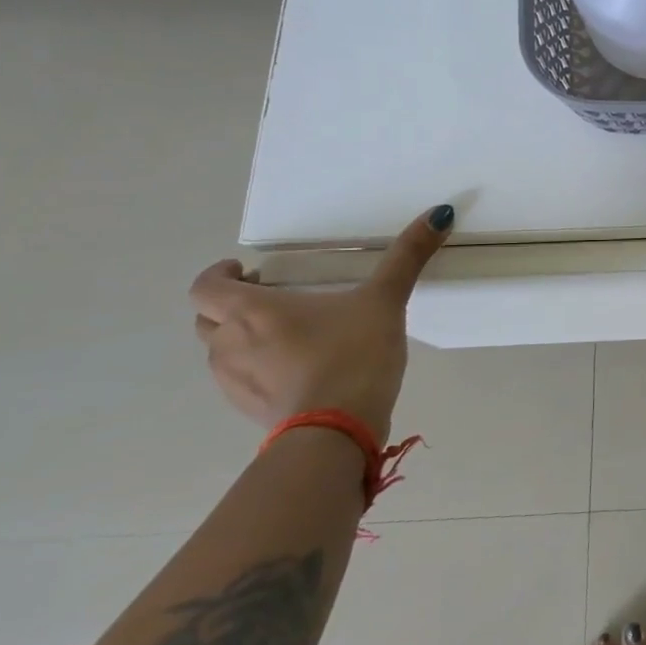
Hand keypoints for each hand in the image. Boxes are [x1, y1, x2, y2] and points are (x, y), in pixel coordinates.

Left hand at [188, 206, 455, 443]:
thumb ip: (408, 257)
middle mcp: (230, 344)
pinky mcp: (249, 412)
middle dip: (231, 306)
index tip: (248, 271)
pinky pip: (240, 382)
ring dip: (240, 340)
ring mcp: (234, 383)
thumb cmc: (352, 354)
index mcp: (253, 310)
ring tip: (286, 337)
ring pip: (220, 352)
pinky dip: (256, 370)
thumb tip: (440, 212)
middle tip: (271, 300)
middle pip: (207, 319)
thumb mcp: (385, 300)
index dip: (219, 275)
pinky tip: (296, 372)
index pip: (205, 287)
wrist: (337, 432)